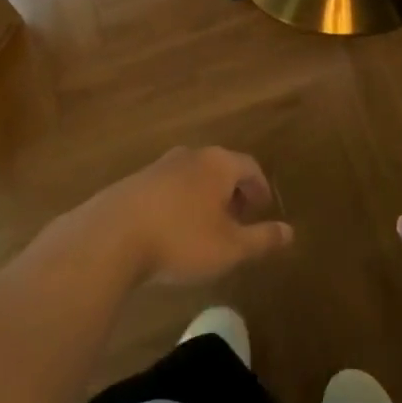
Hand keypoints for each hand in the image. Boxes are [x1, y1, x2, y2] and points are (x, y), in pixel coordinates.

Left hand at [66, 146, 293, 288]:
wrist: (111, 237)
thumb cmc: (181, 239)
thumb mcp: (230, 247)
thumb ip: (262, 238)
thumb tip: (290, 232)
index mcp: (218, 163)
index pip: (249, 166)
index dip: (260, 187)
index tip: (263, 208)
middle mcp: (190, 155)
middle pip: (220, 167)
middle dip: (232, 191)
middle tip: (238, 218)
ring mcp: (158, 166)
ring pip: (192, 176)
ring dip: (204, 197)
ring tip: (205, 227)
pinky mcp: (133, 182)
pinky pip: (167, 188)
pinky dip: (178, 203)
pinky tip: (172, 230)